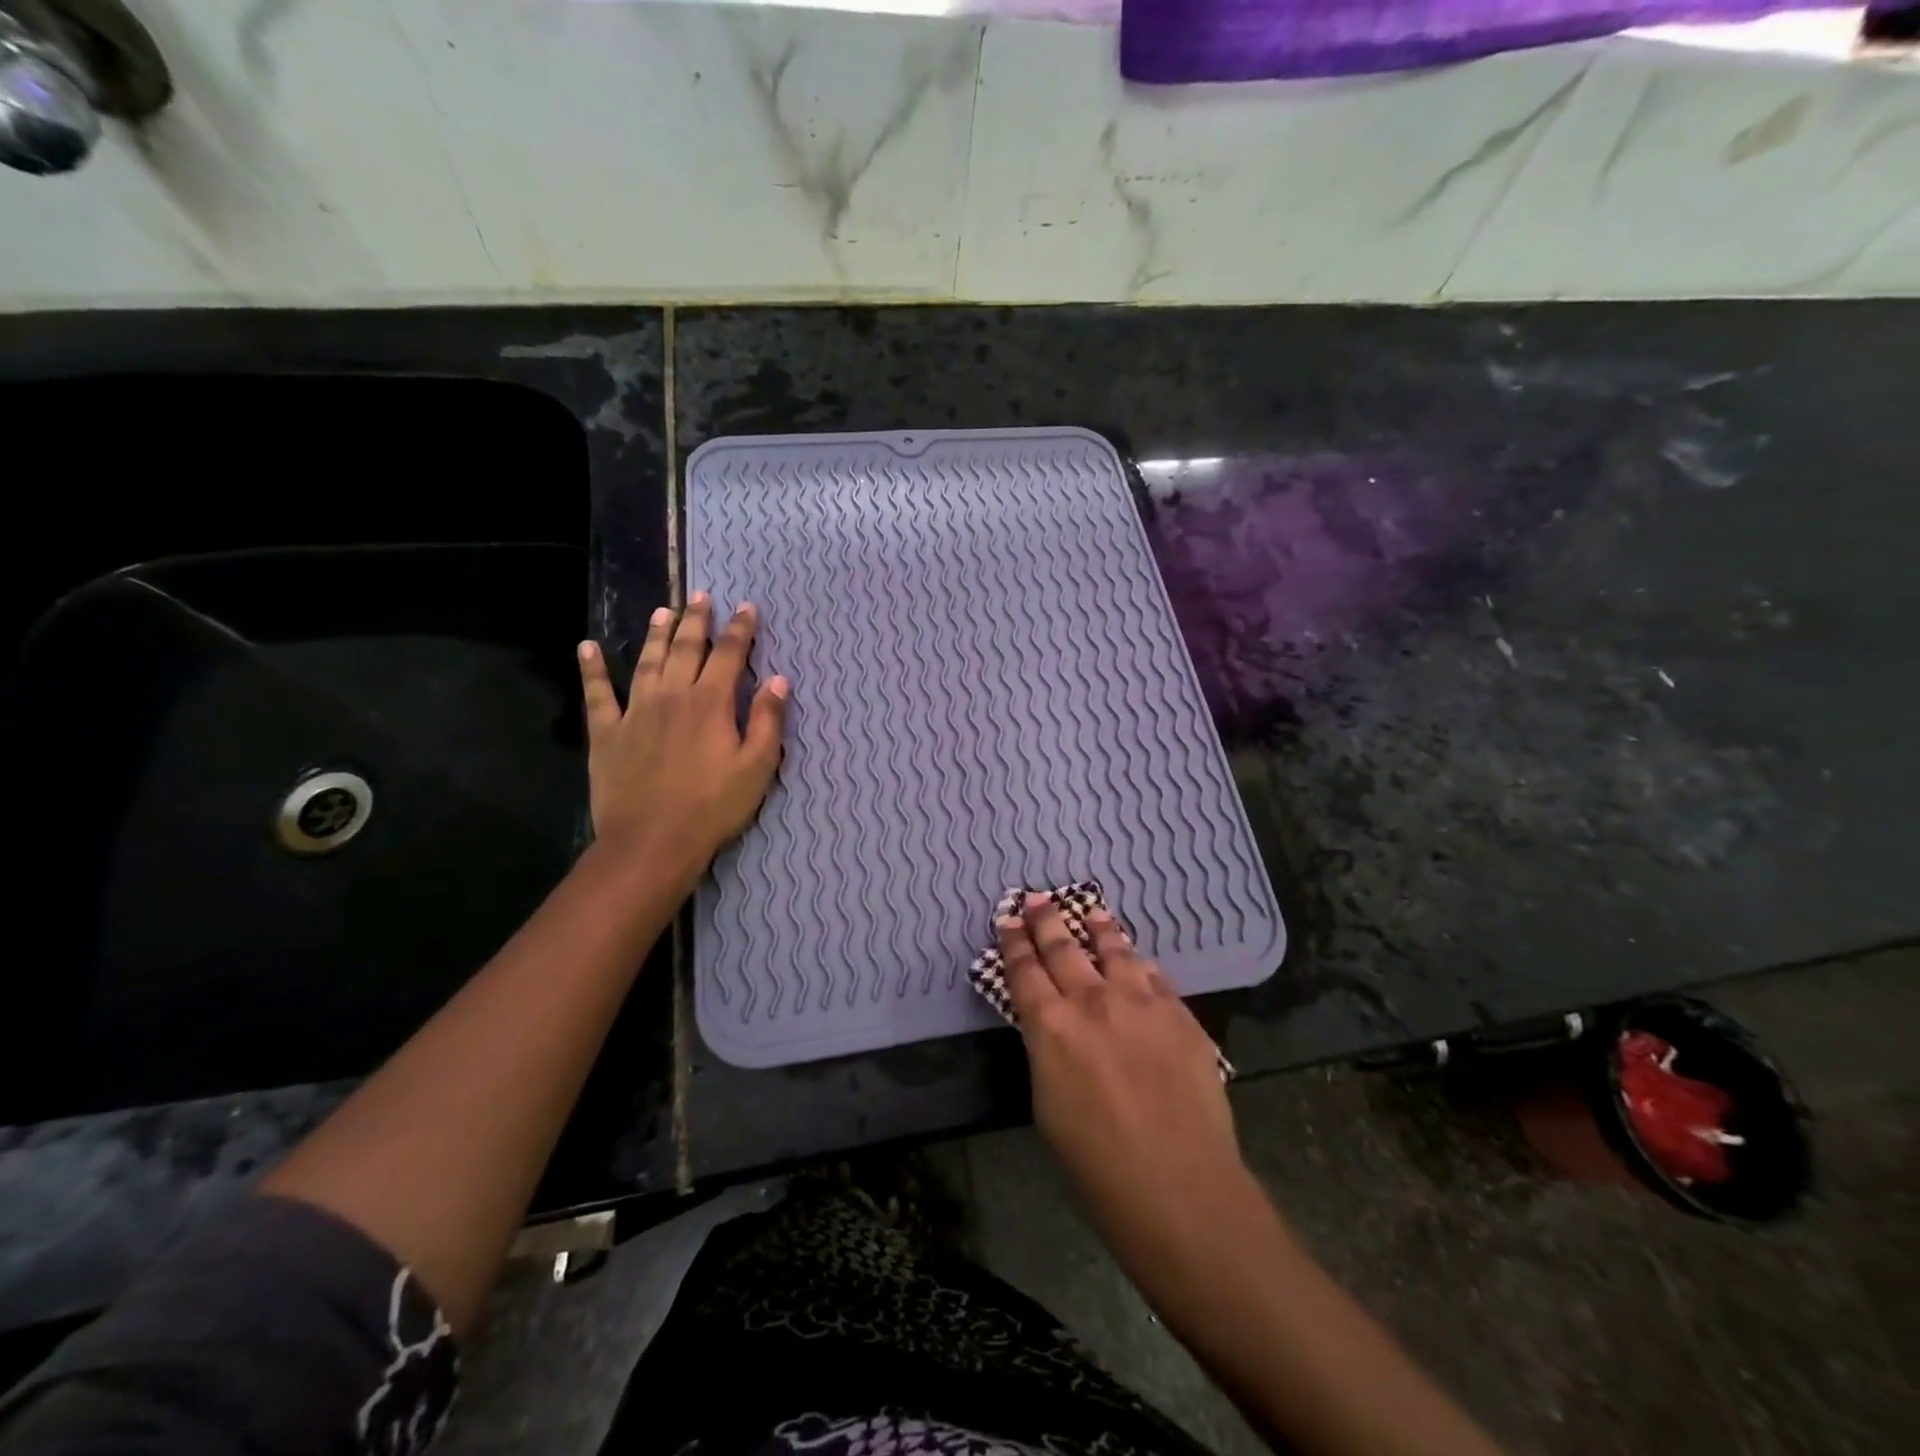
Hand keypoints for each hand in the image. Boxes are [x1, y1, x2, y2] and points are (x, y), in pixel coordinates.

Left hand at [577, 593, 787, 874]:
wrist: (652, 842)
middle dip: (696, 620)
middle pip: (685, 648)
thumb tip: (778, 679)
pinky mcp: (607, 733)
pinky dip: (592, 669)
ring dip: (655, 634)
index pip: (729, 654)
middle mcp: (672, 695)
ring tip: (662, 611)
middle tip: (700, 596)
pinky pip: (597, 693)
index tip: (746, 607)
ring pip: (646, 661)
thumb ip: (768, 720)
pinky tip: (587, 647)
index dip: (740, 629)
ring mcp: (635, 711)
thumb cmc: (713, 807)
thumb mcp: (757, 767)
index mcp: (711, 703)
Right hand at [998, 894, 1248, 1246]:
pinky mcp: (1180, 1015)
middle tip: (1038, 899)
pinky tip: (1138, 961)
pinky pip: (1154, 977)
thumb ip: (1047, 1051)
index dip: (1013, 941)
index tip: (1008, 918)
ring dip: (1098, 928)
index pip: (1024, 970)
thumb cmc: (1097, 1164)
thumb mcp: (1048, 1104)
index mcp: (1051, 1026)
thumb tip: (1052, 1026)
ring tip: (1091, 911)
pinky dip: (1139, 965)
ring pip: (1114, 950)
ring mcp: (1141, 1003)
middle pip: (1064, 948)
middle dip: (1047, 920)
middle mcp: (1093, 1001)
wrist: (1181, 1187)